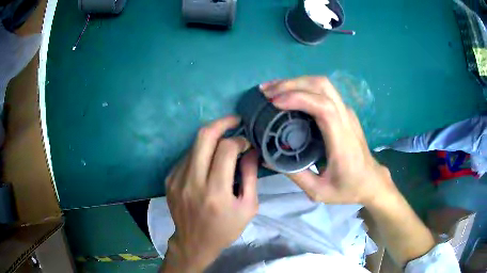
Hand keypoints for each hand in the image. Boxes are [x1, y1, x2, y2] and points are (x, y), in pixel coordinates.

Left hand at [161, 116, 258, 272]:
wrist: (194, 243)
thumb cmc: (225, 228)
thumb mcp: (248, 207)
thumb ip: (251, 176)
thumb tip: (251, 150)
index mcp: (215, 192)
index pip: (226, 149)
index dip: (239, 140)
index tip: (246, 144)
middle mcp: (192, 182)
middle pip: (204, 136)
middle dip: (222, 123)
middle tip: (234, 121)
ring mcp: (177, 179)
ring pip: (194, 144)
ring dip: (211, 140)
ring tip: (222, 146)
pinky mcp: (169, 179)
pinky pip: (187, 156)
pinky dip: (200, 153)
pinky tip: (207, 163)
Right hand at [260, 77, 394, 204]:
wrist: (371, 181)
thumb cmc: (348, 188)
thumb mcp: (318, 191)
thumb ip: (294, 175)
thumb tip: (267, 157)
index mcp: (342, 141)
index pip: (323, 107)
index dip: (298, 99)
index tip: (274, 103)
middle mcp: (347, 119)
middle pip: (322, 86)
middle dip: (292, 84)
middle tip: (267, 92)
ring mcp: (347, 113)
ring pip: (323, 84)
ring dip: (296, 82)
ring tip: (273, 89)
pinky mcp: (345, 112)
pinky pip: (324, 91)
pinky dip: (304, 87)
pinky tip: (289, 94)